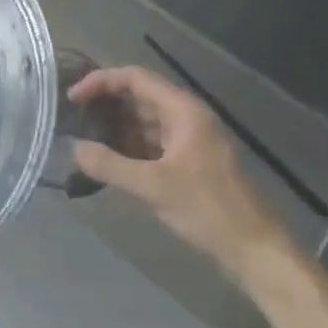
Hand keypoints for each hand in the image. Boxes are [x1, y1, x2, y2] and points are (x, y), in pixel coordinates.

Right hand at [68, 66, 289, 279]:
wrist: (254, 249)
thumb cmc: (207, 208)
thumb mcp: (153, 186)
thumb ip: (109, 165)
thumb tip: (73, 148)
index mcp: (182, 110)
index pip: (134, 78)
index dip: (100, 82)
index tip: (72, 98)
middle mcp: (186, 116)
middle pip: (139, 97)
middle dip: (105, 105)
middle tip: (73, 119)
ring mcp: (189, 139)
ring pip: (144, 121)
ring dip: (116, 128)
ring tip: (84, 140)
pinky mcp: (190, 161)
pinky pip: (153, 143)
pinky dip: (130, 147)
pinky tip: (109, 162)